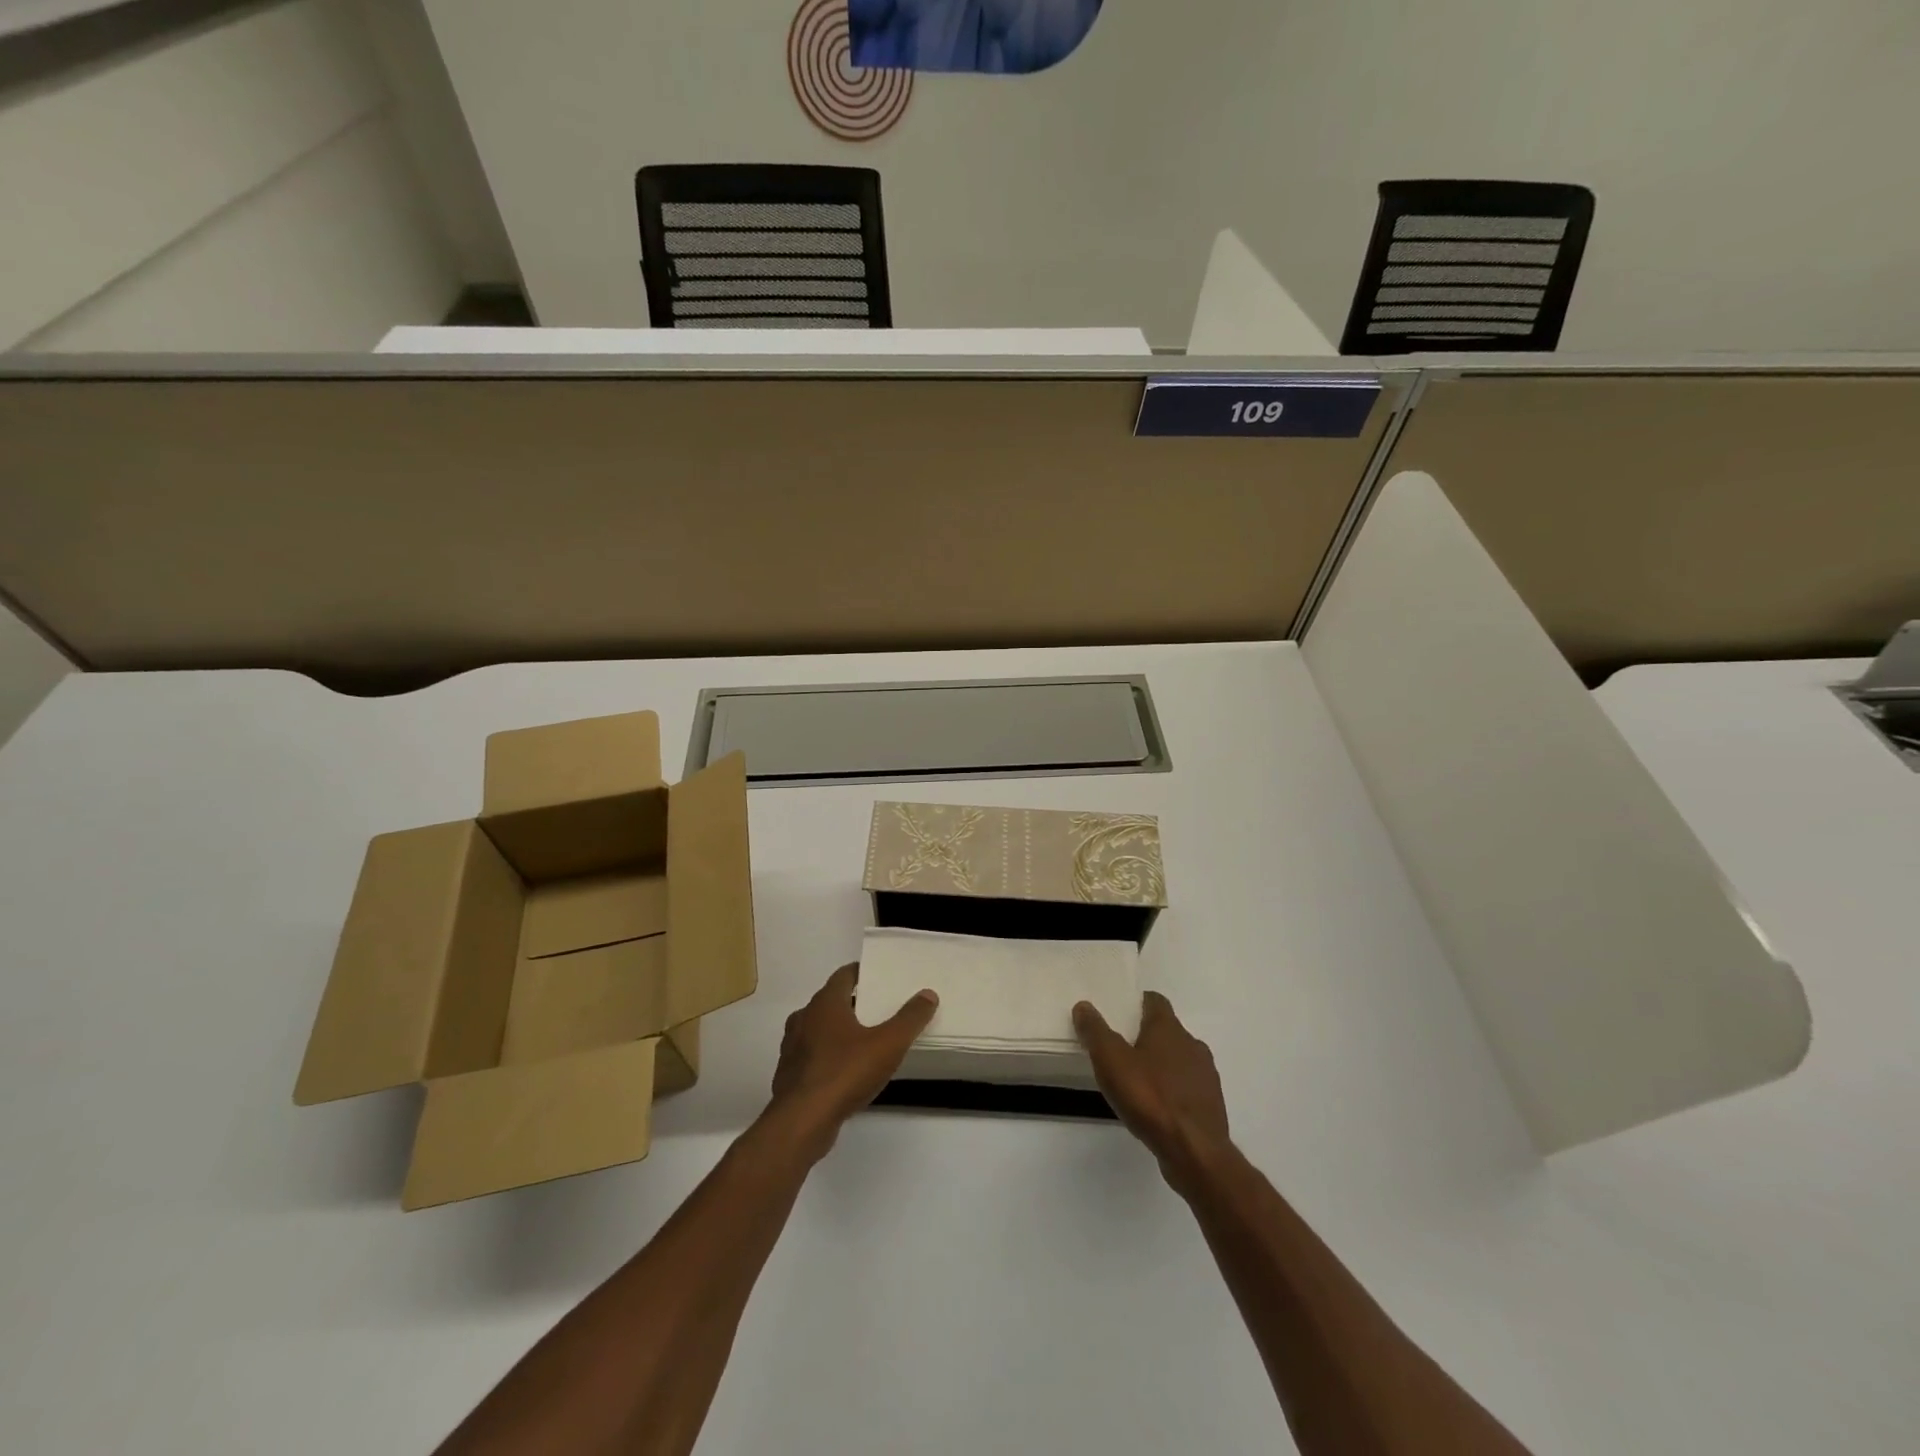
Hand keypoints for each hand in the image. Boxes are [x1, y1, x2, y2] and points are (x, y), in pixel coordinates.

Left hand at [767, 964, 937, 1156]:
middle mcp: (804, 1018)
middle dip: (854, 1003)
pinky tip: (845, 1072)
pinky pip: (812, 1056)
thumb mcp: (888, 1044)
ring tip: (865, 1041)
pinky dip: (828, 1057)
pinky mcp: (790, 1075)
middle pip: (831, 1001)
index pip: (844, 975)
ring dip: (839, 1031)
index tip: (880, 977)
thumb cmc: (845, 1073)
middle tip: (879, 1010)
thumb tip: (928, 994)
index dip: (862, 973)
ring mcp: (793, 1047)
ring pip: (819, 1029)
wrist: (801, 1123)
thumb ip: (910, 1018)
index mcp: (825, 1003)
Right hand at [1074, 992, 1230, 1180]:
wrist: (1194, 1151)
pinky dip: (1173, 1090)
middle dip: (1148, 1036)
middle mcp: (1192, 1044)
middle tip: (1122, 1048)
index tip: (1122, 1011)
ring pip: (1180, 1059)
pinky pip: (1188, 1087)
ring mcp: (1206, 1076)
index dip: (1138, 1003)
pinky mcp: (1211, 1104)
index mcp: (1169, 1028)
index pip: (1155, 1001)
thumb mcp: (1111, 1061)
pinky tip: (1157, 1106)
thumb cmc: (1150, 1098)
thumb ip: (1096, 1032)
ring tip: (1138, 1079)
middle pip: (1168, 1030)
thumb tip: (1084, 1006)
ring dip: (1162, 1064)